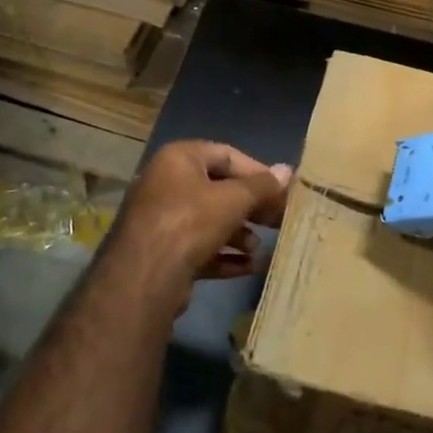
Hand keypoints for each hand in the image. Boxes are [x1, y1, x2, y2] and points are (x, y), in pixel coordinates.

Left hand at [100, 140, 292, 308]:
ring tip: (259, 247)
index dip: (258, 171)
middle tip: (278, 220)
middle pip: (219, 189)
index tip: (283, 190)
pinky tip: (250, 267)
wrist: (144, 277)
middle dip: (251, 206)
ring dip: (239, 233)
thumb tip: (288, 171)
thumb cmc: (189, 222)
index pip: (226, 154)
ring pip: (210, 221)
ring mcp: (162, 219)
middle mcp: (167, 183)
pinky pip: (200, 247)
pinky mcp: (163, 252)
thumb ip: (262, 186)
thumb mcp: (233, 199)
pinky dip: (225, 255)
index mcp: (179, 159)